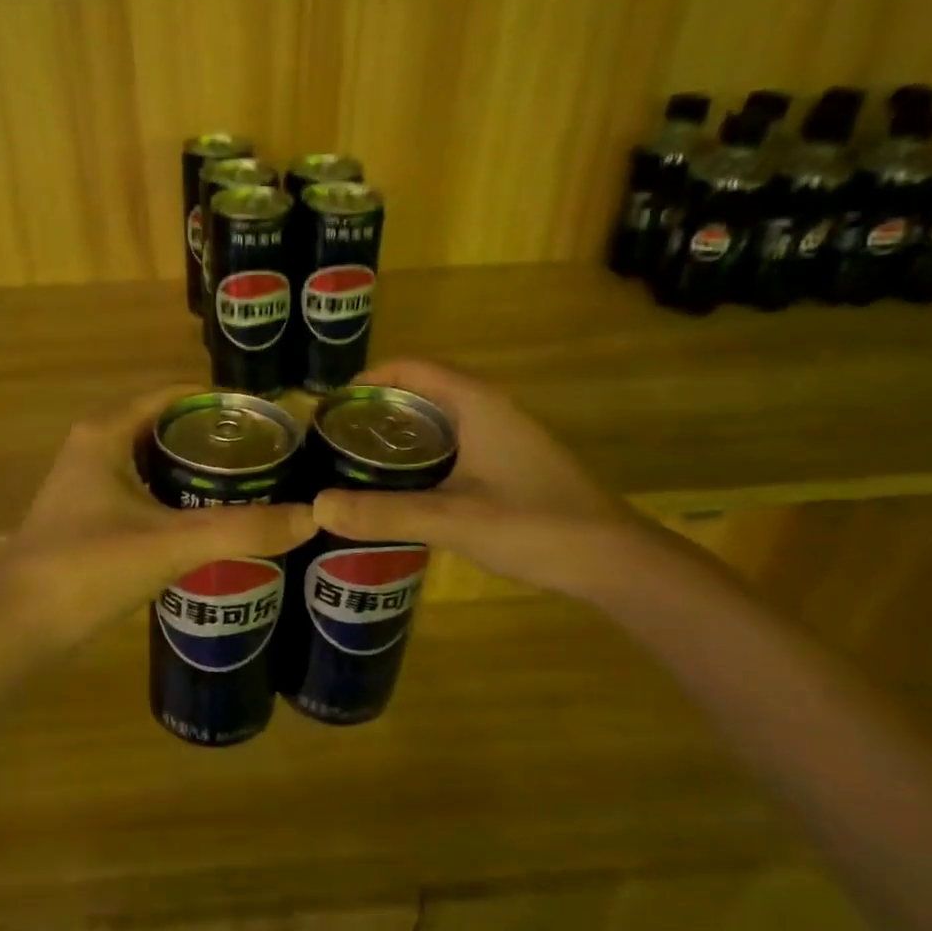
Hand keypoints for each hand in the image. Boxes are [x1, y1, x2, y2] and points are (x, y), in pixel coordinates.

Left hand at [0, 387, 316, 647]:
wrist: (15, 627)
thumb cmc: (87, 567)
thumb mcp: (170, 543)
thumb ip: (241, 530)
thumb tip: (312, 517)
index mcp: (108, 431)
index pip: (175, 395)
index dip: (222, 403)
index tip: (270, 421)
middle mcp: (96, 446)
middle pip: (167, 427)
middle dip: (216, 440)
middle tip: (272, 458)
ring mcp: (90, 484)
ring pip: (156, 462)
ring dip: (198, 471)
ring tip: (254, 487)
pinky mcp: (91, 518)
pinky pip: (146, 492)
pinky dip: (179, 498)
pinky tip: (213, 522)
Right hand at [311, 360, 646, 596]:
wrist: (614, 562)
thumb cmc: (535, 526)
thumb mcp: (452, 520)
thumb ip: (384, 513)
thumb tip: (317, 507)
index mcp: (475, 403)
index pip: (410, 368)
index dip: (367, 379)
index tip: (330, 408)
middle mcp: (489, 408)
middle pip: (421, 391)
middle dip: (376, 410)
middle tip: (335, 441)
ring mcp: (503, 435)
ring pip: (438, 420)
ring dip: (399, 434)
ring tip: (357, 463)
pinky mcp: (510, 462)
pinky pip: (454, 443)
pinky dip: (422, 454)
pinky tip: (404, 488)